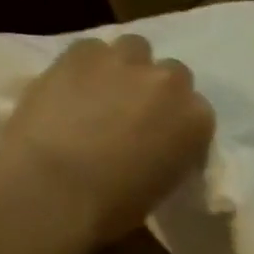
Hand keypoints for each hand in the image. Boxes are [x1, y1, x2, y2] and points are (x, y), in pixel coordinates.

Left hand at [0, 34, 214, 247]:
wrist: (55, 189)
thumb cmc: (115, 205)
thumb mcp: (163, 185)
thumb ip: (169, 153)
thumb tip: (154, 146)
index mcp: (197, 120)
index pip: (197, 112)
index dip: (177, 123)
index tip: (163, 139)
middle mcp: (169, 83)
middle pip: (172, 74)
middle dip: (157, 90)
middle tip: (134, 115)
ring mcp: (125, 62)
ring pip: (135, 49)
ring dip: (126, 68)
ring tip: (104, 93)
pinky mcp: (81, 52)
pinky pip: (92, 48)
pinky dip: (87, 65)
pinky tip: (73, 88)